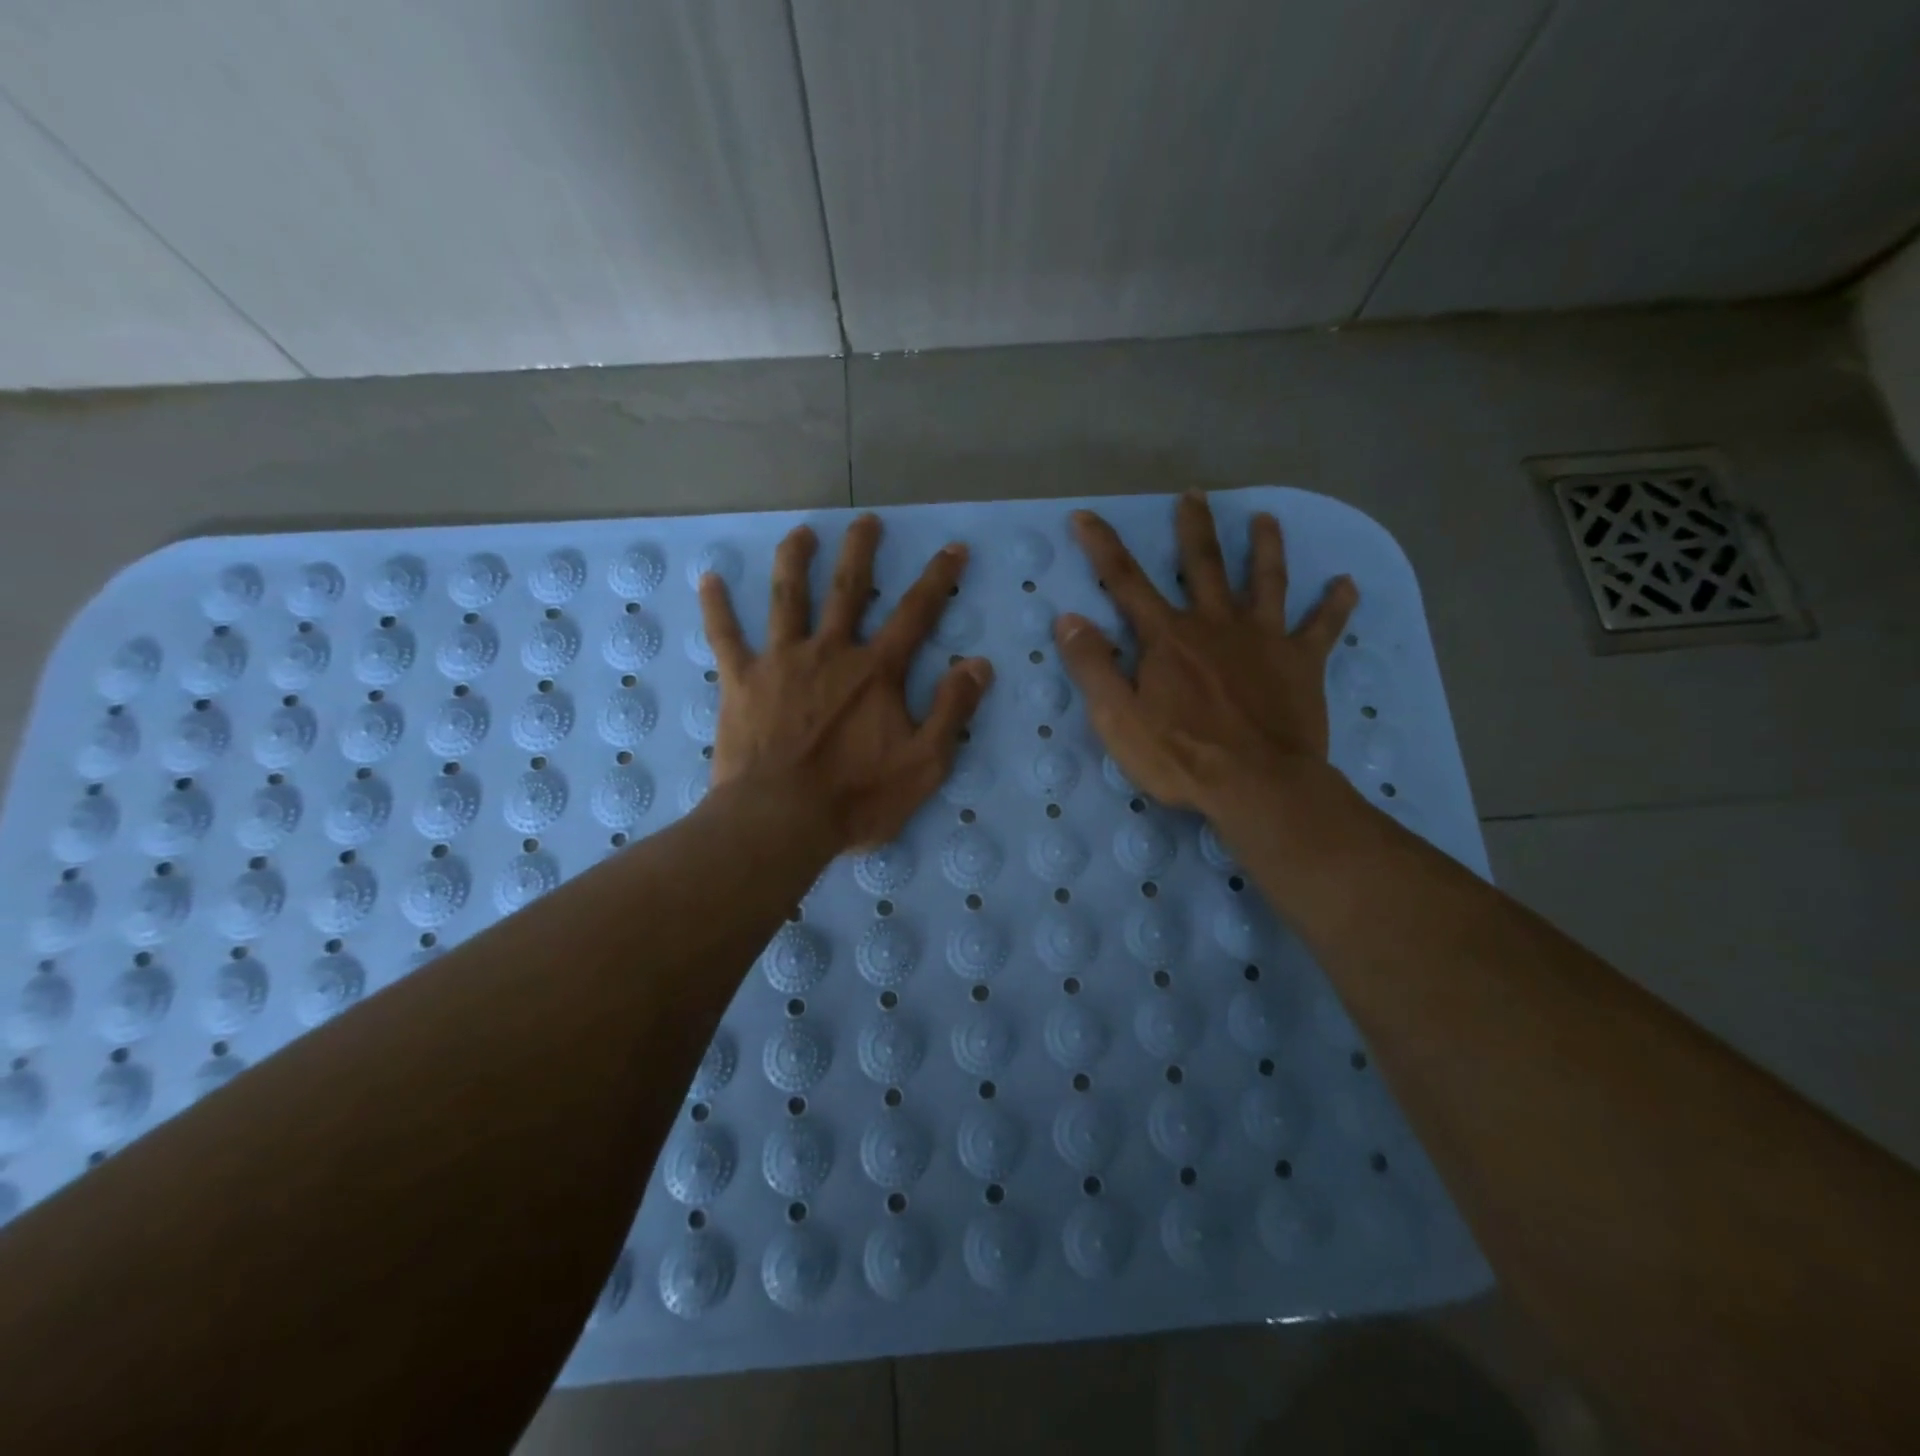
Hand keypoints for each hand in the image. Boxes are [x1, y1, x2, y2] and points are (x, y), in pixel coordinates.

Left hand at [700, 515, 994, 850]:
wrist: (780, 820)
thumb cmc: (856, 797)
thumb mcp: (924, 763)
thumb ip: (952, 710)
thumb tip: (978, 663)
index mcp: (876, 671)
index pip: (916, 613)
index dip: (939, 579)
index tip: (954, 548)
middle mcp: (830, 651)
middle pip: (847, 588)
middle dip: (861, 551)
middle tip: (867, 521)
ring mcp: (781, 661)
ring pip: (788, 598)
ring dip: (795, 560)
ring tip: (801, 532)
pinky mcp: (741, 681)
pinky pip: (725, 636)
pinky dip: (717, 606)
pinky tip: (709, 578)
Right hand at [1054, 491, 1356, 817]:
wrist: (1257, 785)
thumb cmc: (1180, 755)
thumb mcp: (1117, 718)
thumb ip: (1092, 666)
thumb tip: (1070, 618)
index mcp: (1168, 637)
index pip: (1125, 581)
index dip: (1101, 546)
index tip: (1084, 515)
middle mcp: (1215, 624)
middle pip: (1203, 564)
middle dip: (1195, 527)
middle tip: (1195, 494)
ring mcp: (1263, 639)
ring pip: (1266, 581)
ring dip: (1265, 547)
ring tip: (1266, 519)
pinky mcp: (1301, 662)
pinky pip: (1322, 627)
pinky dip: (1335, 605)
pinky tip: (1348, 584)